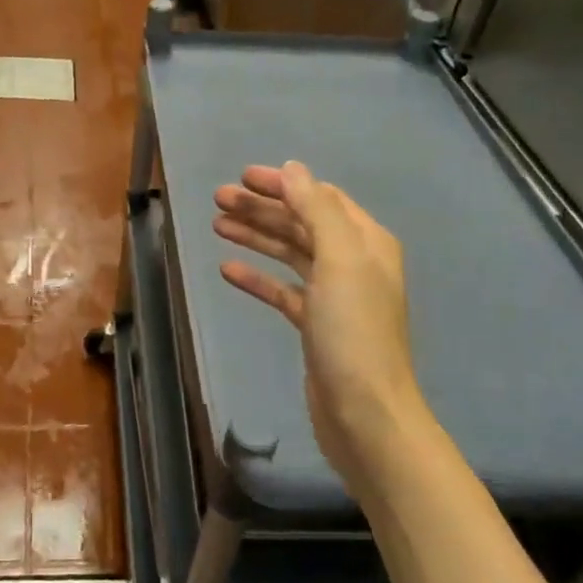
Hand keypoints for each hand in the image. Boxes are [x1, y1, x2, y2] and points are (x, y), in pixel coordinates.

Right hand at [213, 161, 426, 499]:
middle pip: (301, 223)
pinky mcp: (315, 325)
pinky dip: (257, 278)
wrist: (365, 413)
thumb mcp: (339, 260)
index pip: (319, 198)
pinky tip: (227, 269)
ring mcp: (333, 296)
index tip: (242, 177)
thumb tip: (293, 169)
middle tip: (218, 199)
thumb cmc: (353, 331)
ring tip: (217, 224)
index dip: (282, 185)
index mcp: (365, 242)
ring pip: (289, 254)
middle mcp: (352, 263)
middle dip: (262, 208)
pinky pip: (282, 290)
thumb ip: (316, 210)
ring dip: (256, 236)